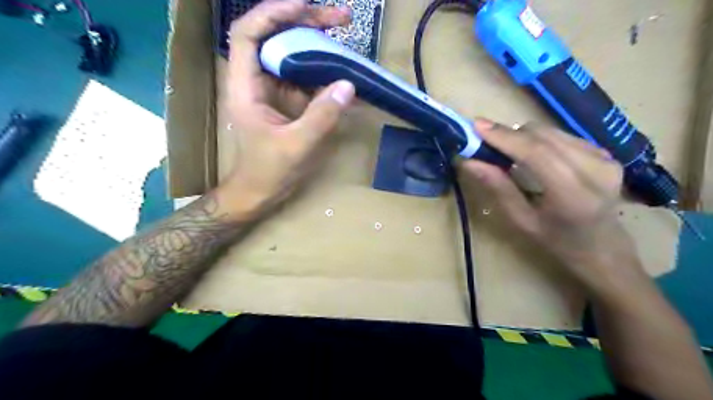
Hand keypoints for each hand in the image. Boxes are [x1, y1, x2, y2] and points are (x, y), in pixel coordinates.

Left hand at [220, 1, 354, 212]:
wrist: (259, 193)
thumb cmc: (268, 172)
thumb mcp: (296, 145)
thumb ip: (322, 116)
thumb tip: (348, 84)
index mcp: (246, 87)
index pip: (248, 35)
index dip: (273, 13)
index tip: (305, 7)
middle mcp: (258, 82)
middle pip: (275, 37)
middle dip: (306, 22)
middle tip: (340, 18)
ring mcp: (274, 91)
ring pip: (292, 54)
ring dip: (317, 42)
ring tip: (345, 32)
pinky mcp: (288, 102)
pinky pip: (305, 78)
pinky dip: (323, 70)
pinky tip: (342, 67)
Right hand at [466, 118, 643, 289]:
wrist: (604, 249)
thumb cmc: (557, 242)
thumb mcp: (521, 221)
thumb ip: (498, 188)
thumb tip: (469, 161)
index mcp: (573, 195)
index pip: (536, 153)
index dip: (504, 137)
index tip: (476, 126)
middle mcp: (595, 170)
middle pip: (543, 136)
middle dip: (509, 135)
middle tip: (484, 142)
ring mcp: (605, 158)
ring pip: (551, 132)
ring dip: (523, 137)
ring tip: (506, 151)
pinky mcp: (607, 153)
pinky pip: (562, 136)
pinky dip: (539, 141)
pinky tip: (532, 156)